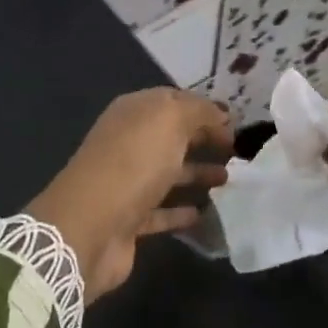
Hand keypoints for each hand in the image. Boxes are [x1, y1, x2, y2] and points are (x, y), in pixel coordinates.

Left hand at [28, 89, 232, 303]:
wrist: (90, 226)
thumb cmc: (132, 163)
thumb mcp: (169, 121)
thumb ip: (198, 111)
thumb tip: (220, 113)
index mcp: (132, 113)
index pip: (172, 101)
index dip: (203, 109)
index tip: (235, 123)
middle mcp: (127, 144)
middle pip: (170, 138)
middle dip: (202, 141)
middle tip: (237, 152)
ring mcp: (126, 183)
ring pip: (167, 174)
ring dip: (196, 174)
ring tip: (229, 180)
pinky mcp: (128, 220)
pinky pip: (161, 211)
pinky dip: (181, 212)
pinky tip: (205, 213)